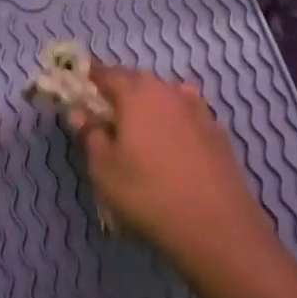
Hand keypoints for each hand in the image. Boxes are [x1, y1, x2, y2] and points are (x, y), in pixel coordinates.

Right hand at [71, 66, 267, 263]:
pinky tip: (171, 140)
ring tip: (139, 127)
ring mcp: (198, 110)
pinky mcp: (217, 132)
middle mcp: (169, 92)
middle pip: (139, 80)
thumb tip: (81, 112)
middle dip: (120, 90)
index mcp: (137, 94)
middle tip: (105, 111)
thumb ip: (91, 134)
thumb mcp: (104, 168)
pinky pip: (187, 114)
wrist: (215, 223)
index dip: (91, 78)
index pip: (107, 74)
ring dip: (149, 104)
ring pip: (166, 95)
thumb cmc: (147, 192)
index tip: (79, 86)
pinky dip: (173, 120)